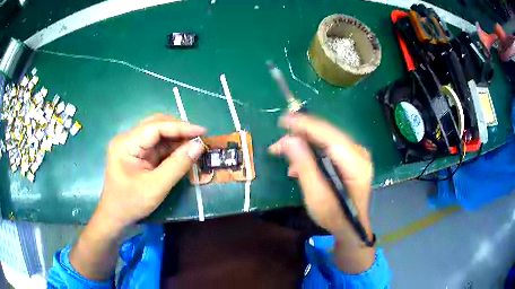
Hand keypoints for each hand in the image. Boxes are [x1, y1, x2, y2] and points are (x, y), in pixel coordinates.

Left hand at [96, 114, 205, 230]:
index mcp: (126, 143)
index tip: (202, 131)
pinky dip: (171, 149)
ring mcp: (132, 146)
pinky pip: (157, 146)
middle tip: (199, 139)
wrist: (115, 218)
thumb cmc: (131, 204)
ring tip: (195, 146)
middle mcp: (128, 139)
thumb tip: (198, 146)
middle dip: (179, 131)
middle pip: (157, 126)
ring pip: (158, 135)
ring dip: (177, 140)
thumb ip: (177, 165)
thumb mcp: (156, 187)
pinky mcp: (137, 155)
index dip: (180, 127)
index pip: (156, 127)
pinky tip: (183, 153)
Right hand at [269, 113, 373, 242]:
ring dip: (305, 145)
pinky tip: (300, 164)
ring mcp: (357, 155)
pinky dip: (313, 152)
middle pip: (327, 134)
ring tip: (286, 157)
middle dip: (301, 136)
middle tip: (278, 145)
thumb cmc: (334, 216)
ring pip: (327, 139)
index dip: (306, 125)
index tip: (284, 120)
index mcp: (355, 163)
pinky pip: (329, 147)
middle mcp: (359, 153)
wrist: (351, 227)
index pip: (329, 136)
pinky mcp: (352, 158)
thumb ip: (304, 166)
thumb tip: (289, 140)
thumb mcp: (316, 195)